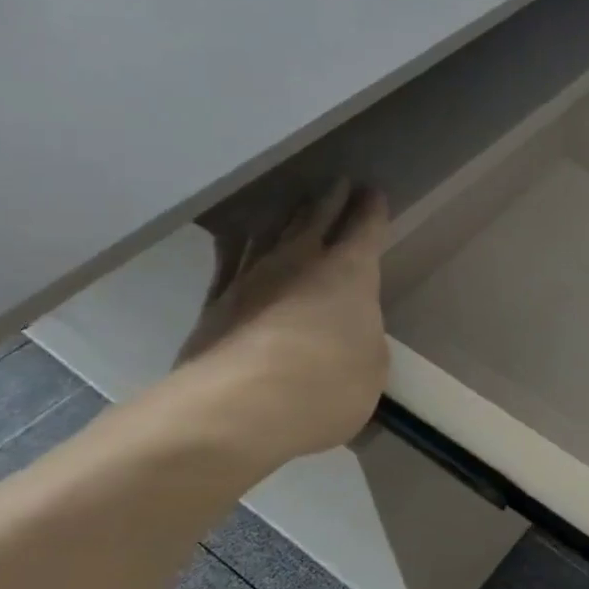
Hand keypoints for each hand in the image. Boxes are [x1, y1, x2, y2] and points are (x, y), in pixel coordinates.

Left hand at [171, 181, 389, 470]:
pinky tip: (236, 239)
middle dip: (330, 200)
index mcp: (350, 274)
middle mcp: (299, 263)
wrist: (241, 406)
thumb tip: (349, 333)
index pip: (365, 231)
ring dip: (286, 217)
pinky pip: (229, 261)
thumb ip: (363, 339)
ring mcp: (251, 278)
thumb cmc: (329, 384)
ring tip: (293, 205)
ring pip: (271, 233)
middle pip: (315, 220)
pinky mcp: (214, 303)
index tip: (374, 193)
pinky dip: (237, 246)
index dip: (372, 212)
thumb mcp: (371, 366)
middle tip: (338, 182)